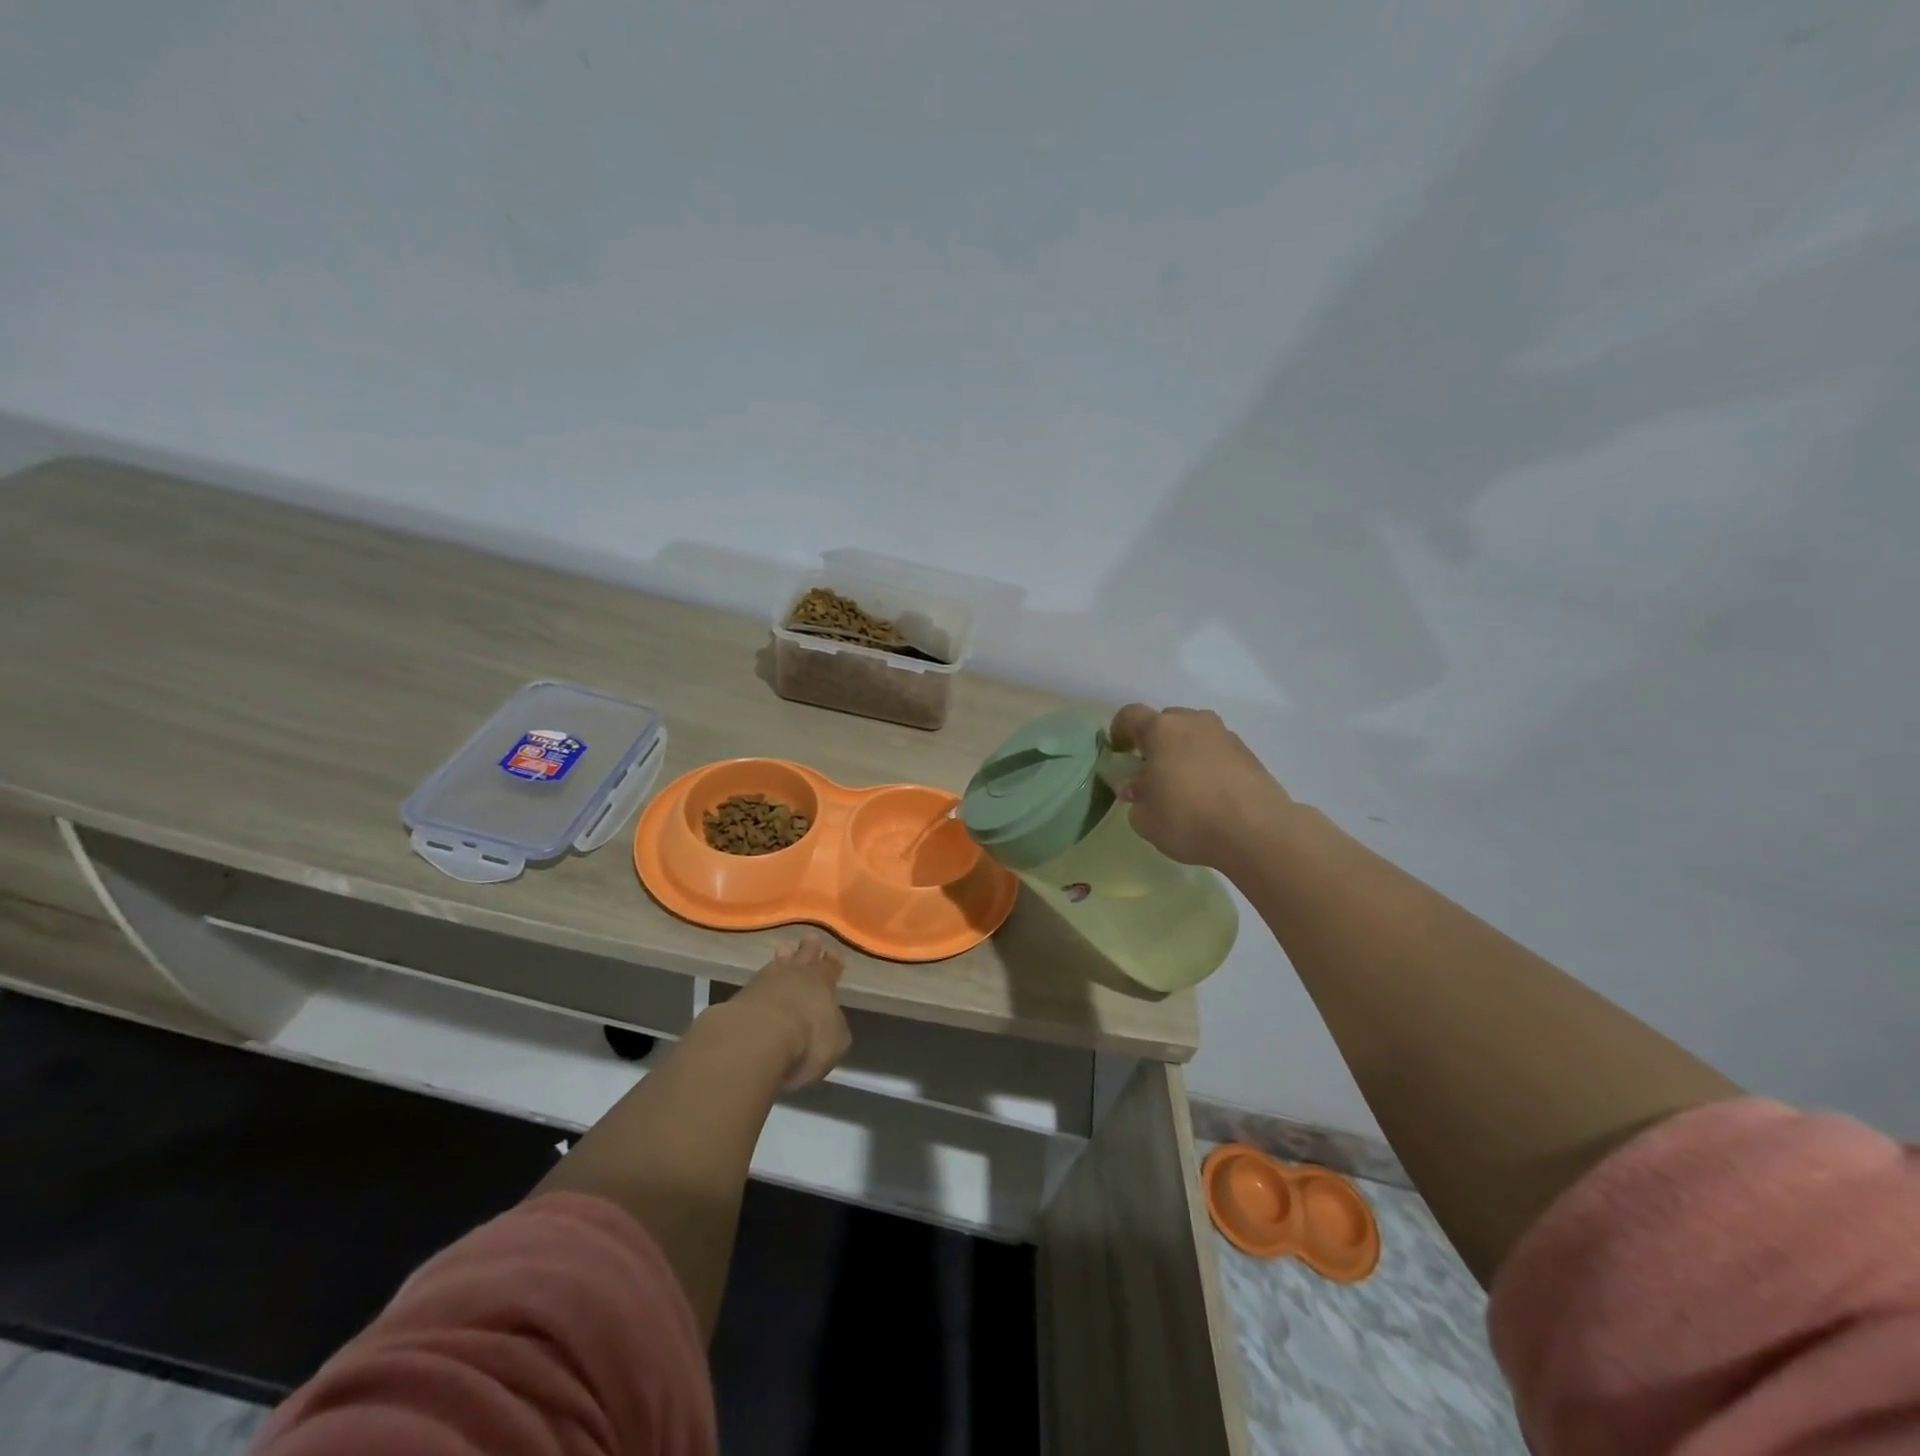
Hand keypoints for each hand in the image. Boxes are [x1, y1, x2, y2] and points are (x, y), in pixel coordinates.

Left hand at [727, 936, 851, 1090]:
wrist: (757, 1037)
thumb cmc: (807, 1039)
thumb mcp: (835, 1041)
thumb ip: (834, 1028)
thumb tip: (832, 1023)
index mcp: (824, 981)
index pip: (831, 965)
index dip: (833, 961)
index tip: (834, 953)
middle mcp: (797, 973)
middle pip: (805, 954)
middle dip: (809, 947)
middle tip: (810, 939)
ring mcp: (767, 980)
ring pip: (779, 961)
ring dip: (783, 957)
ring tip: (784, 950)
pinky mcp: (742, 994)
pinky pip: (758, 980)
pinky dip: (762, 981)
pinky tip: (762, 984)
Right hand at [1109, 704, 1290, 868]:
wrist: (1256, 831)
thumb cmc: (1188, 819)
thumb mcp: (1145, 818)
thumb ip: (1136, 798)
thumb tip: (1139, 787)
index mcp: (1161, 730)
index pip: (1131, 715)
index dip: (1119, 730)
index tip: (1118, 751)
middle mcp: (1194, 723)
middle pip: (1166, 722)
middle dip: (1155, 742)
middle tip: (1151, 771)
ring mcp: (1225, 736)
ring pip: (1195, 735)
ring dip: (1184, 752)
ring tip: (1183, 784)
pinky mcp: (1249, 754)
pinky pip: (1217, 751)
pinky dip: (1208, 764)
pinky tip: (1209, 794)